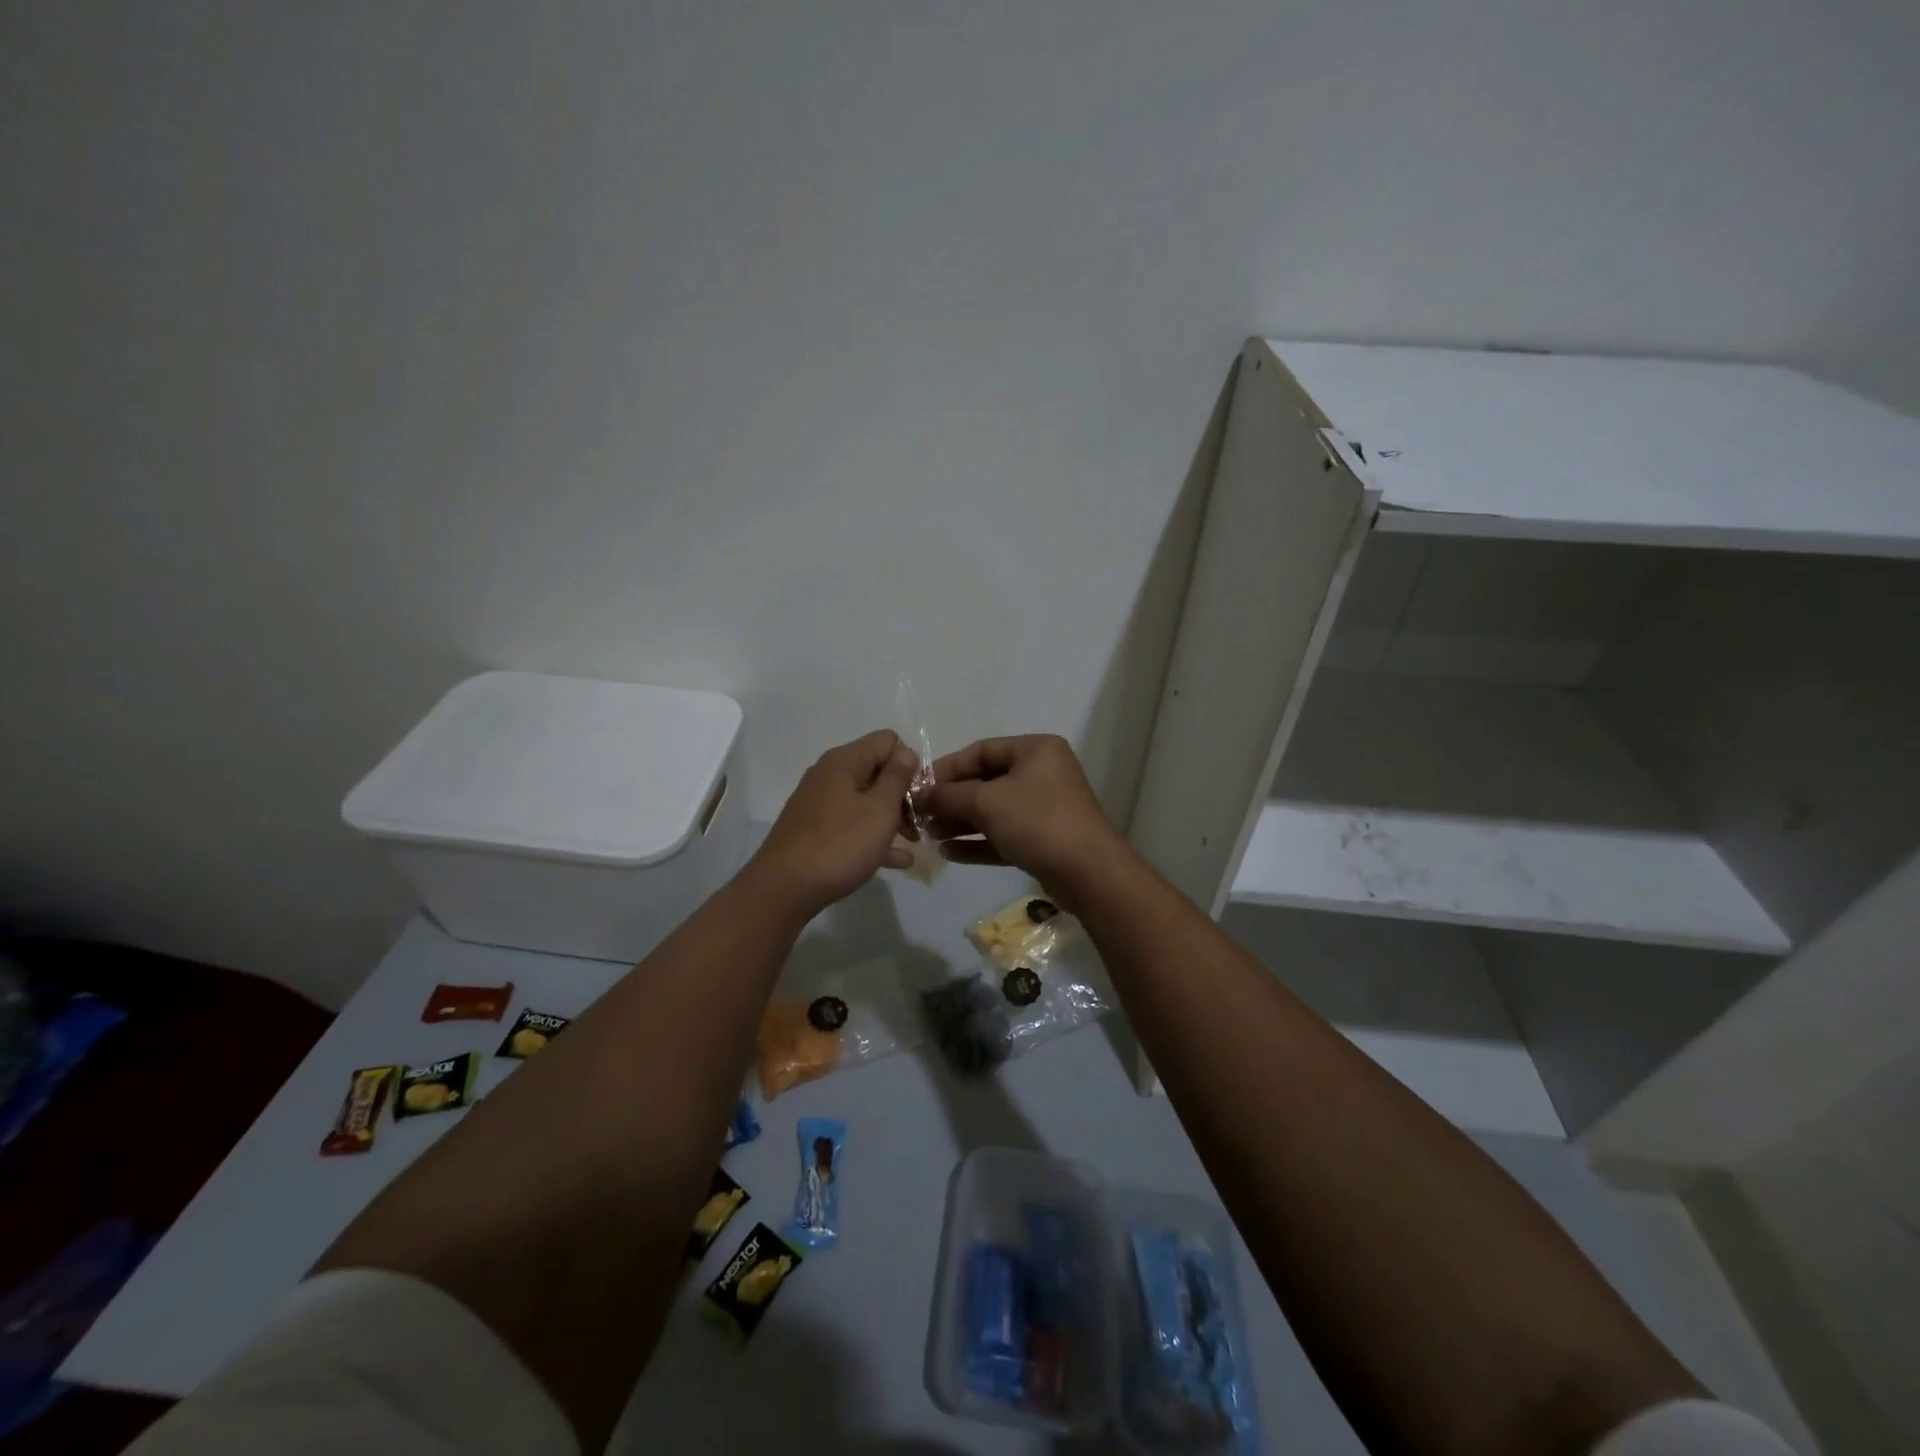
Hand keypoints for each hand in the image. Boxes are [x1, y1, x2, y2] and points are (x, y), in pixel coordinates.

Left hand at [748, 730, 919, 917]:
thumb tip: (906, 752)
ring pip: (866, 800)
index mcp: (845, 761)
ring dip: (892, 817)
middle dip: (903, 793)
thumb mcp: (880, 809)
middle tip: (921, 822)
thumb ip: (897, 777)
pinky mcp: (815, 830)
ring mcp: (820, 803)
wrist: (783, 888)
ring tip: (914, 841)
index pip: (887, 741)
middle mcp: (829, 775)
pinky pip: (852, 825)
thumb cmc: (840, 844)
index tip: (921, 793)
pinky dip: (873, 836)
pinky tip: (897, 861)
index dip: (909, 763)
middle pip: (877, 770)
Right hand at [920, 735, 1124, 898]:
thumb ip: (949, 795)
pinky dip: (977, 842)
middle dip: (951, 799)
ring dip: (960, 822)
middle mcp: (1041, 773)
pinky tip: (948, 853)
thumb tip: (919, 795)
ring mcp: (1044, 808)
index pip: (981, 751)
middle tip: (920, 815)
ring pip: (993, 811)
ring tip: (928, 836)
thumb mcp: (986, 802)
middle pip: (985, 781)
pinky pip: (1003, 835)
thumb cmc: (1038, 821)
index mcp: (1035, 750)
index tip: (918, 787)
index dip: (947, 768)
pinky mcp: (1043, 840)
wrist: (1088, 873)